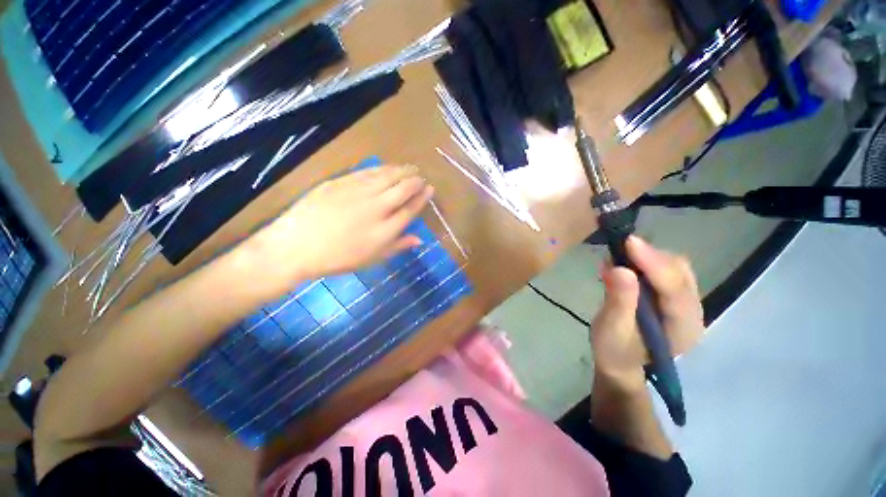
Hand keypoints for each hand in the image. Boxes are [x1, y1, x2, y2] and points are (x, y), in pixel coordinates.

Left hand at [248, 165, 433, 287]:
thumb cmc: (338, 258)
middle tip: (421, 177)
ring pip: (387, 176)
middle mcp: (376, 207)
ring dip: (402, 170)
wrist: (296, 246)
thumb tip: (419, 239)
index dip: (423, 197)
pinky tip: (386, 168)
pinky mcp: (341, 182)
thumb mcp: (372, 259)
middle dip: (416, 181)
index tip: (430, 189)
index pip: (411, 208)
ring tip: (409, 168)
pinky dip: (381, 168)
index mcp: (385, 230)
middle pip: (403, 188)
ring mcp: (358, 192)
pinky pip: (367, 172)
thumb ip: (398, 246)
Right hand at [590, 236, 703, 391]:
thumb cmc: (614, 351)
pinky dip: (644, 261)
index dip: (653, 262)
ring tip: (617, 257)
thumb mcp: (611, 330)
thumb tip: (620, 268)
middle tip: (617, 249)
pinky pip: (665, 270)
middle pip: (680, 273)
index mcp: (683, 328)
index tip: (629, 241)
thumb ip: (619, 301)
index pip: (675, 288)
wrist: (620, 362)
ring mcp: (684, 303)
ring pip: (675, 268)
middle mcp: (692, 312)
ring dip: (647, 257)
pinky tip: (624, 263)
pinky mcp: (673, 297)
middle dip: (650, 256)